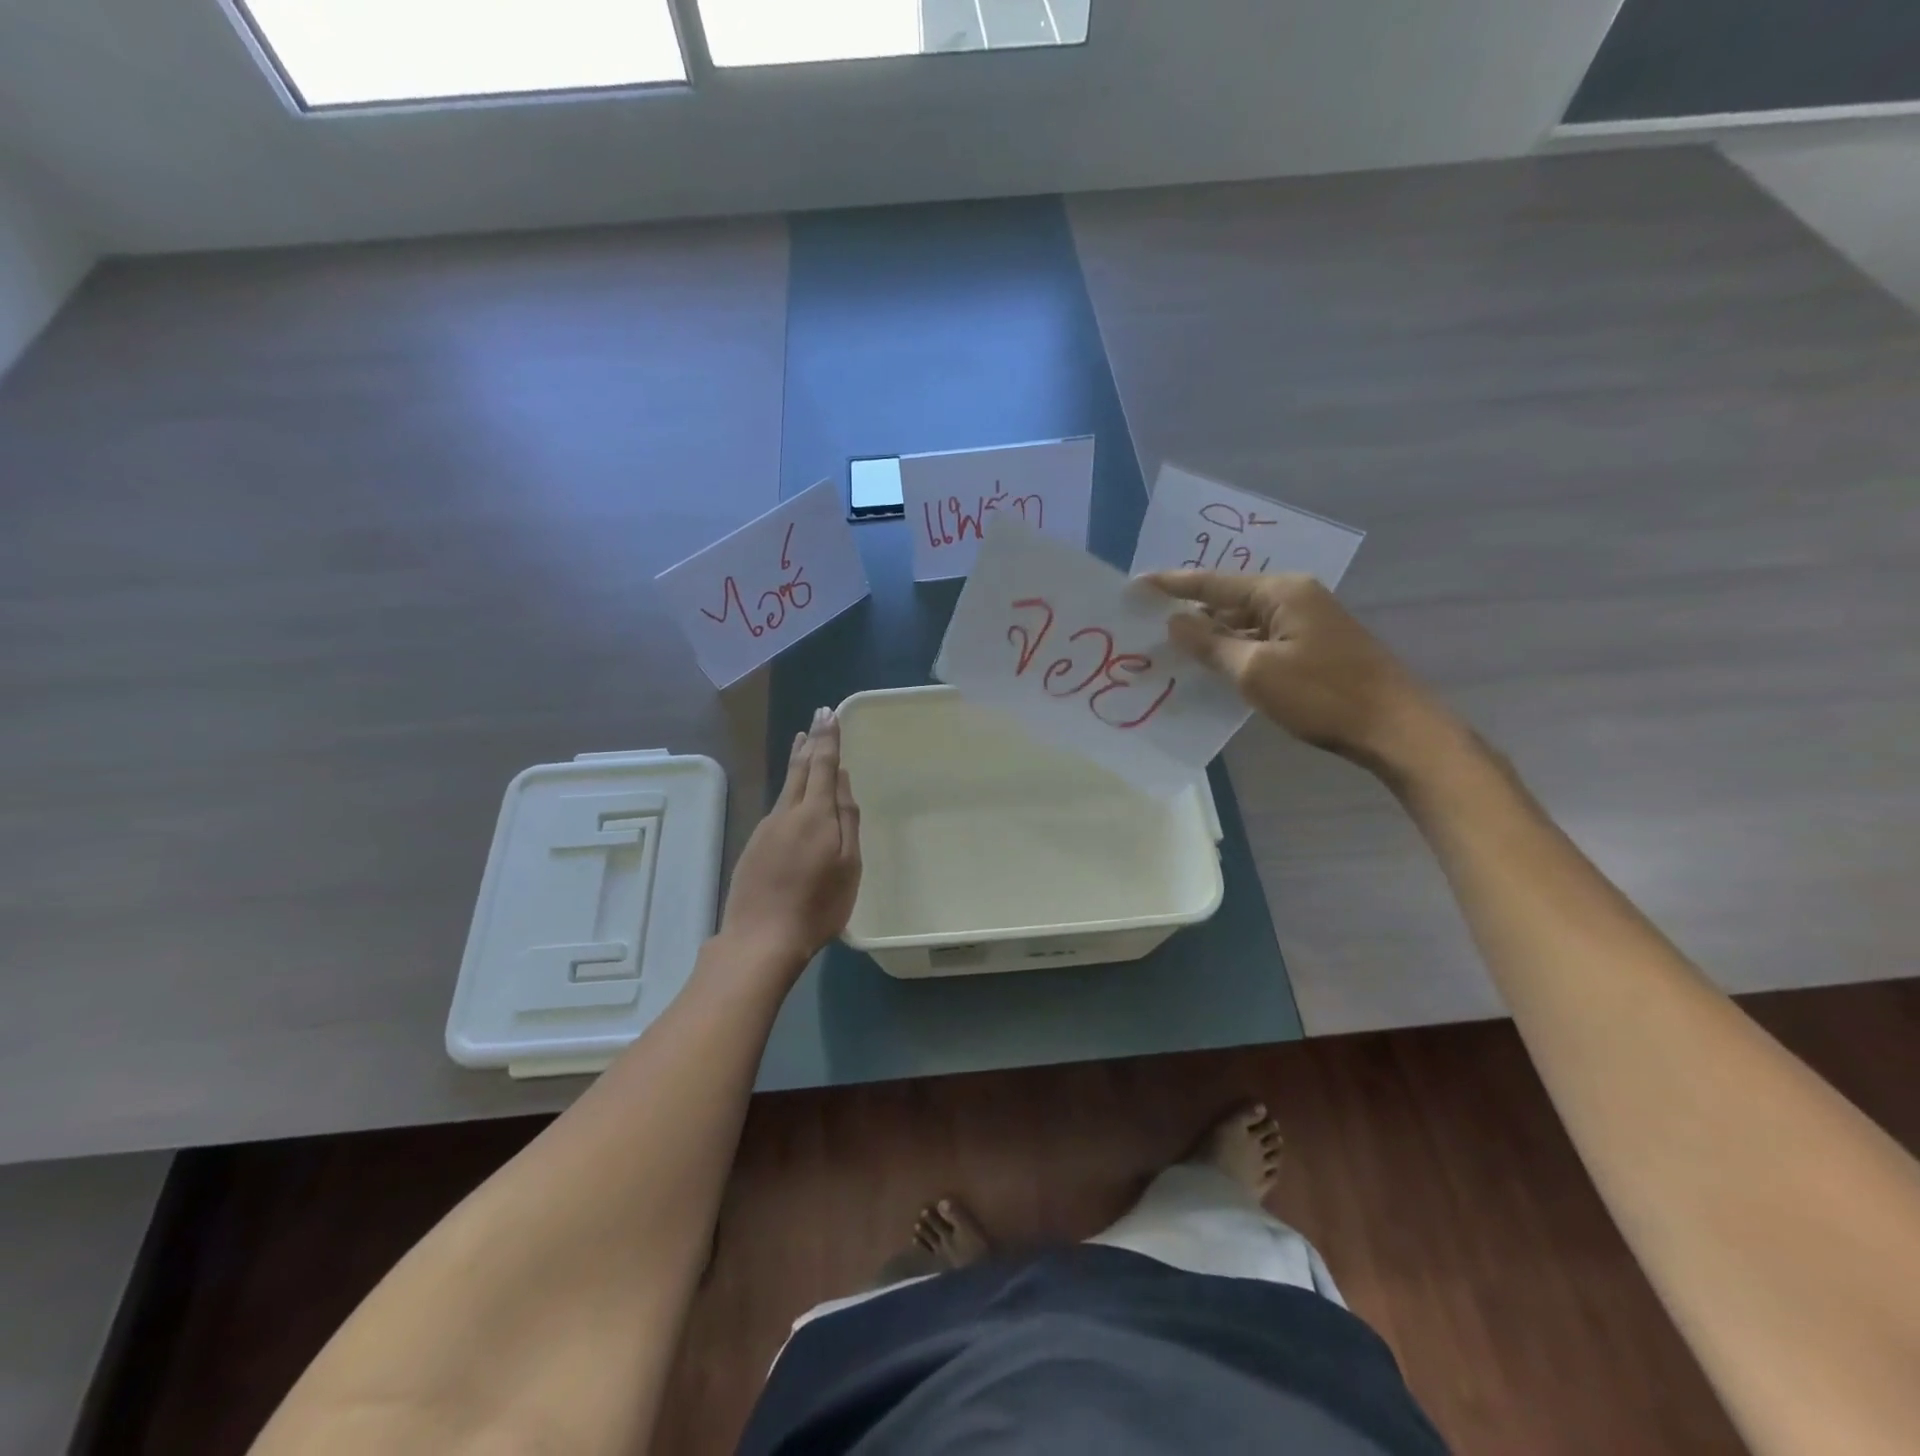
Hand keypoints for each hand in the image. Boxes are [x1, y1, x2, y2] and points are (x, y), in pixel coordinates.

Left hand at [718, 706, 861, 971]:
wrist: (761, 938)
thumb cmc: (818, 905)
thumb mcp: (848, 865)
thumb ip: (847, 819)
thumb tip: (841, 780)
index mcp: (814, 814)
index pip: (822, 765)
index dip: (828, 738)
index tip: (829, 713)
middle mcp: (786, 812)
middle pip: (799, 769)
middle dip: (811, 741)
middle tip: (817, 717)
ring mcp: (766, 828)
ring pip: (785, 786)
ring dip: (797, 761)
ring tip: (803, 743)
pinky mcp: (754, 845)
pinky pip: (777, 806)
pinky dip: (788, 788)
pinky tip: (792, 793)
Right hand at [1147, 570, 1453, 774]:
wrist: (1394, 728)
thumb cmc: (1322, 695)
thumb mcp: (1255, 671)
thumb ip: (1211, 645)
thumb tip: (1175, 622)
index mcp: (1281, 592)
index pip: (1214, 583)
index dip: (1172, 585)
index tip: (1137, 584)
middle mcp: (1294, 597)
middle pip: (1229, 600)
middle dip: (1190, 612)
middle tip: (1147, 621)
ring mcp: (1307, 622)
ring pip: (1245, 623)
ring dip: (1211, 635)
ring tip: (1169, 646)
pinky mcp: (1313, 647)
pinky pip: (1260, 640)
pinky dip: (1234, 650)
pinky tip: (1211, 665)